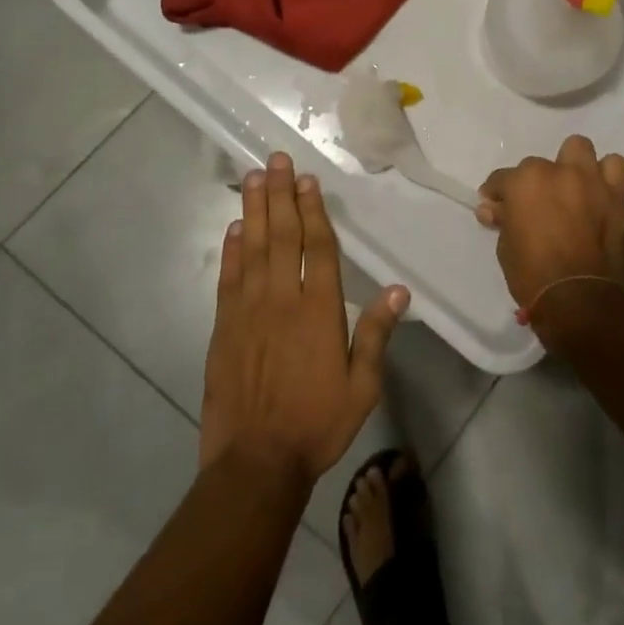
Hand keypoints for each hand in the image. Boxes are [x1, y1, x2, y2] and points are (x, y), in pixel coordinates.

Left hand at [200, 153, 407, 485]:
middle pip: (282, 236)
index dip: (313, 210)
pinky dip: (231, 250)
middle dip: (280, 194)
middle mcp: (282, 300)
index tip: (307, 180)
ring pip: (253, 248)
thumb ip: (377, 335)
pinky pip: (229, 278)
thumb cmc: (316, 424)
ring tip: (253, 177)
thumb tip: (399, 291)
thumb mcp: (362, 387)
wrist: (255, 464)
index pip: (318, 247)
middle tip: (276, 160)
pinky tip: (234, 228)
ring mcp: (248, 311)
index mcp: (319, 311)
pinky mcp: (224, 327)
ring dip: (254, 210)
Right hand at [477, 136, 623, 343]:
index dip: (497, 194)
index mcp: (525, 181)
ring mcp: (590, 180)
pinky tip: (597, 192)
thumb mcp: (506, 248)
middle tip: (536, 206)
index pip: (502, 179)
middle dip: (534, 182)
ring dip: (571, 166)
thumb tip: (492, 207)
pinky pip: (615, 167)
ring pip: (579, 149)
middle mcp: (557, 171)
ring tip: (570, 189)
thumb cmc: (533, 275)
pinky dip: (606, 175)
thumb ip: (503, 219)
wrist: (579, 299)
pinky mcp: (616, 195)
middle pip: (539, 164)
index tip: (495, 208)